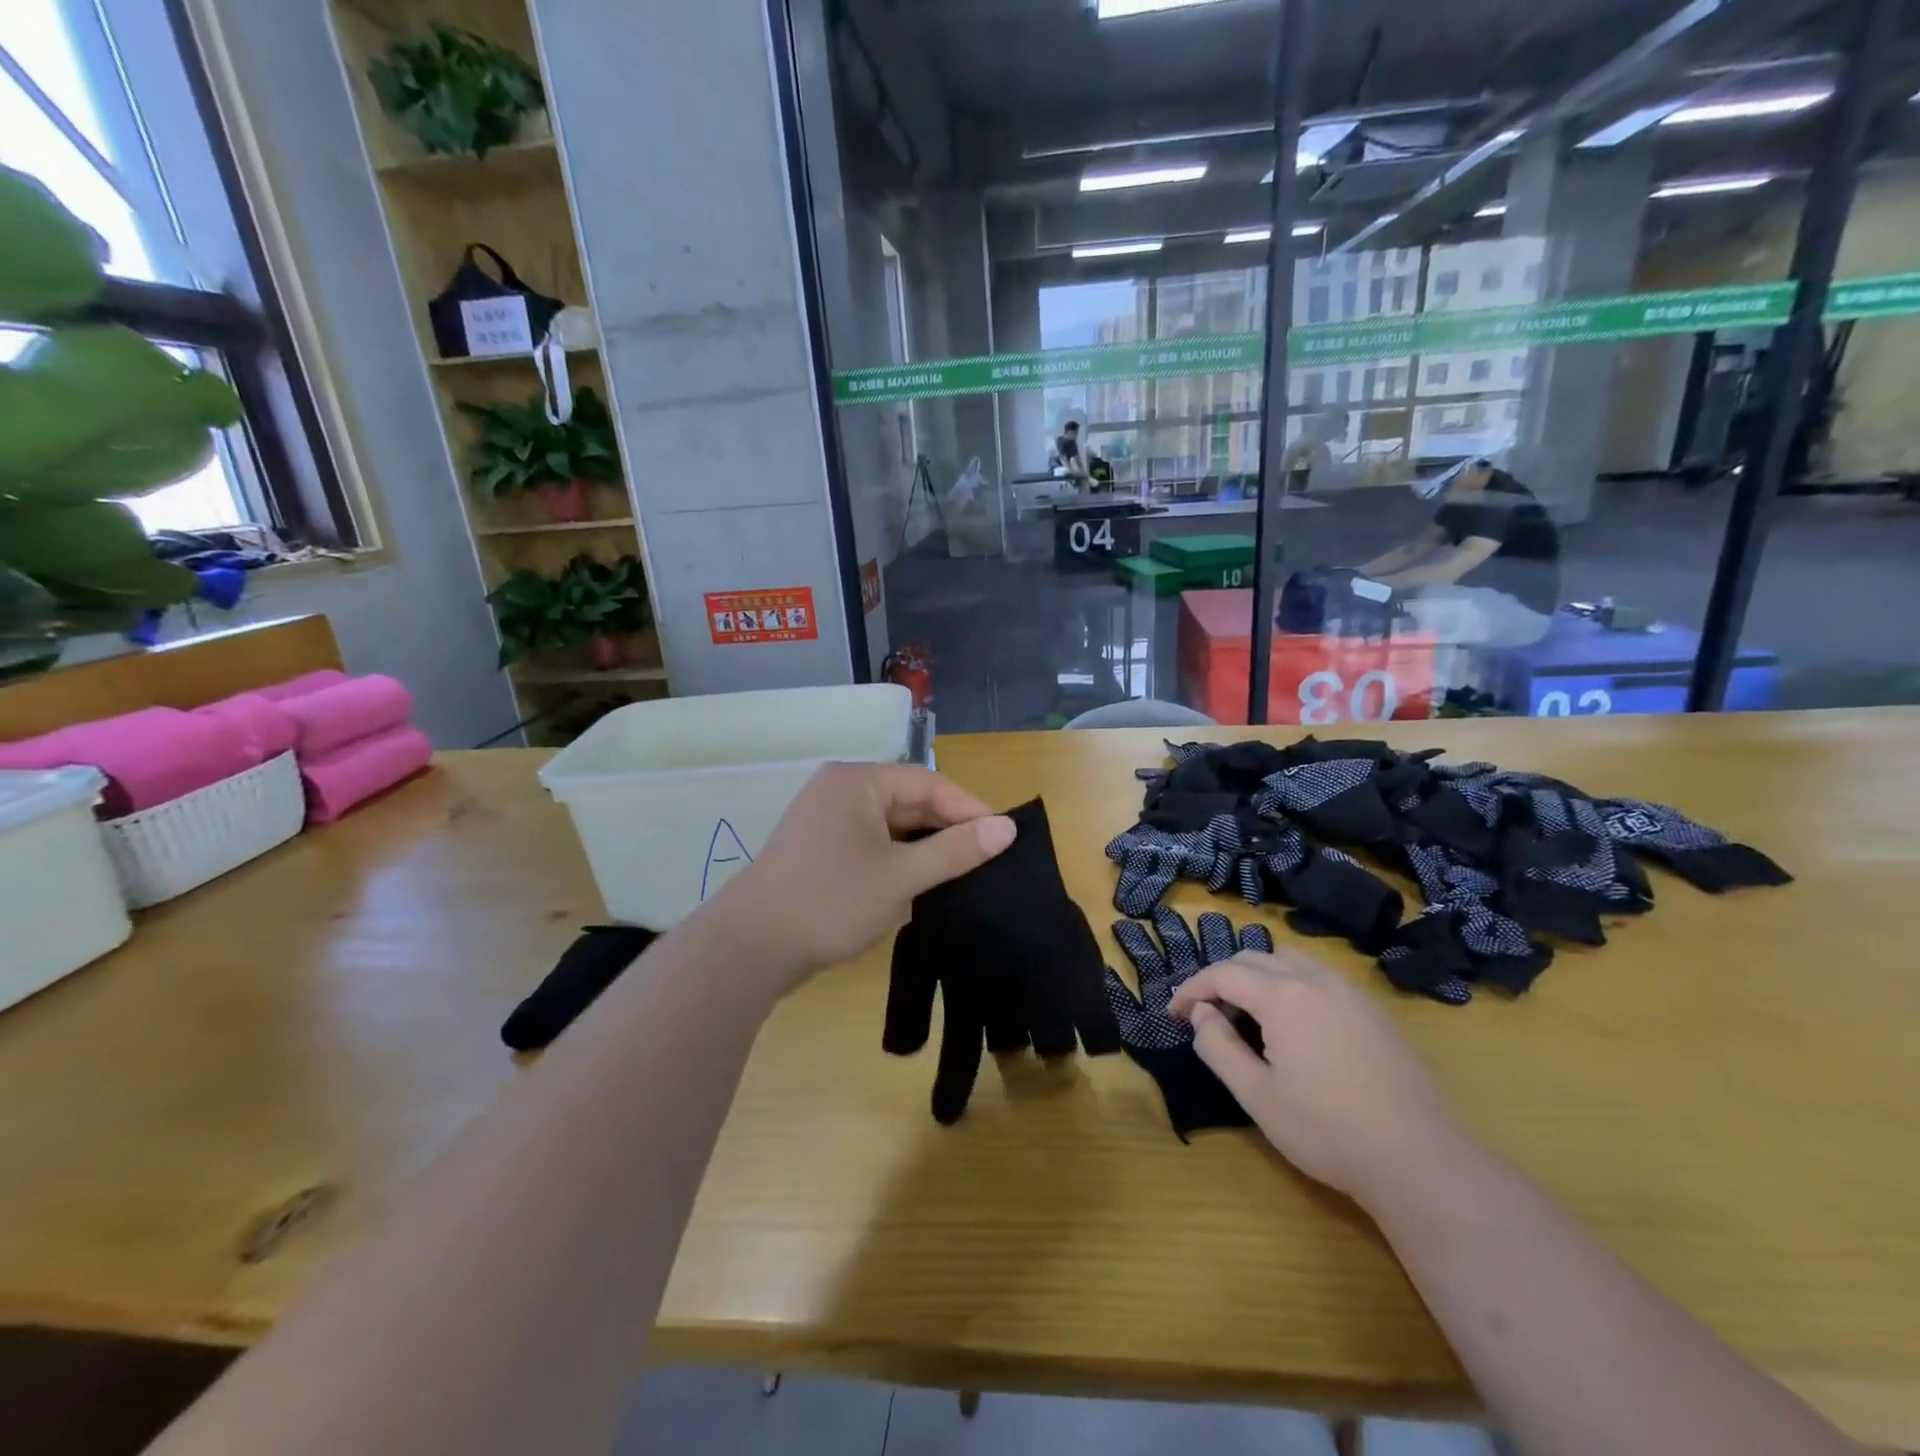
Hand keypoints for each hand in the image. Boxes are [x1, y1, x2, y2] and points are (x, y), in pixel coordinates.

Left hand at [697, 763, 1014, 990]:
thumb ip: (955, 850)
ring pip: (889, 825)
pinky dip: (894, 860)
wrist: (748, 948)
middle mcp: (839, 790)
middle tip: (984, 860)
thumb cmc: (831, 902)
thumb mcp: (901, 877)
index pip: (928, 783)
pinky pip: (869, 843)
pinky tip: (914, 886)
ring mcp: (824, 819)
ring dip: (921, 848)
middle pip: (908, 801)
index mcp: (857, 781)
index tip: (1003, 838)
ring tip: (957, 874)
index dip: (969, 808)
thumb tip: (1008, 827)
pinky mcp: (817, 848)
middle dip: (945, 830)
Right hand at [1167, 948, 1467, 1208]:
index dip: (1192, 989)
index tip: (1174, 1013)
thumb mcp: (1256, 1094)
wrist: (1418, 1159)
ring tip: (1248, 1012)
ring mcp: (1350, 992)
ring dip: (1259, 975)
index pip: (1223, 974)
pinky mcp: (1375, 1011)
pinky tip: (1296, 1024)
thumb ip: (1217, 1046)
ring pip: (1290, 961)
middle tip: (1207, 1013)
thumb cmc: (1326, 1129)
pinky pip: (1321, 977)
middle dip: (1222, 979)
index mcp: (1282, 995)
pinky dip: (1292, 984)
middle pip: (1254, 958)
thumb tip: (1201, 1014)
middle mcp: (1315, 979)